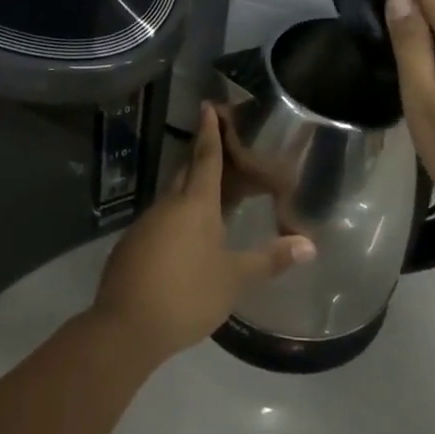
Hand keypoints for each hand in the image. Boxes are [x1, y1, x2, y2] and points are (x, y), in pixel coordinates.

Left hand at [93, 103, 315, 363]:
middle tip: (220, 148)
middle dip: (202, 158)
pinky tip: (185, 239)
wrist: (124, 328)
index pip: (206, 158)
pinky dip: (176, 219)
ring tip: (211, 197)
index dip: (210, 132)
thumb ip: (270, 259)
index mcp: (195, 204)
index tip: (208, 106)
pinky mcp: (131, 247)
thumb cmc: (186, 295)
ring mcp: (145, 225)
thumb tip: (310, 244)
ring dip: (190, 192)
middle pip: (187, 173)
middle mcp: (168, 206)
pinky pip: (160, 221)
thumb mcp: (234, 279)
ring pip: (172, 198)